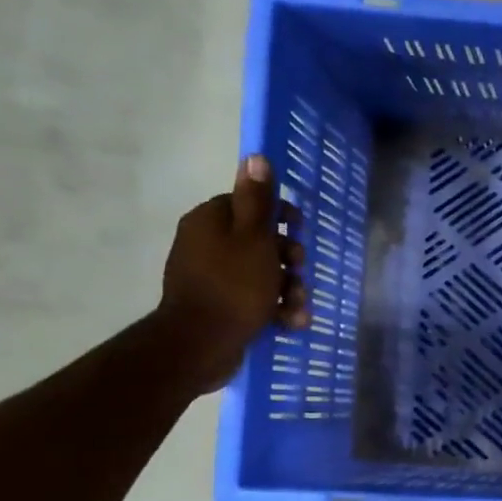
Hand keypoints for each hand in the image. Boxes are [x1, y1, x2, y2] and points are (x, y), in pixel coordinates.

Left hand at [156, 154, 307, 393]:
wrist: (201, 344)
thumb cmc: (233, 286)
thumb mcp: (254, 238)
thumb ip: (257, 200)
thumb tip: (255, 156)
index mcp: (211, 221)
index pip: (248, 205)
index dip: (278, 216)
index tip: (298, 230)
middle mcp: (207, 244)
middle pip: (259, 241)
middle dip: (288, 259)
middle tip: (299, 271)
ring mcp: (212, 277)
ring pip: (261, 274)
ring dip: (288, 289)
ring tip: (298, 307)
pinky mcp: (220, 306)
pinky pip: (254, 299)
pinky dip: (274, 309)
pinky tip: (290, 321)